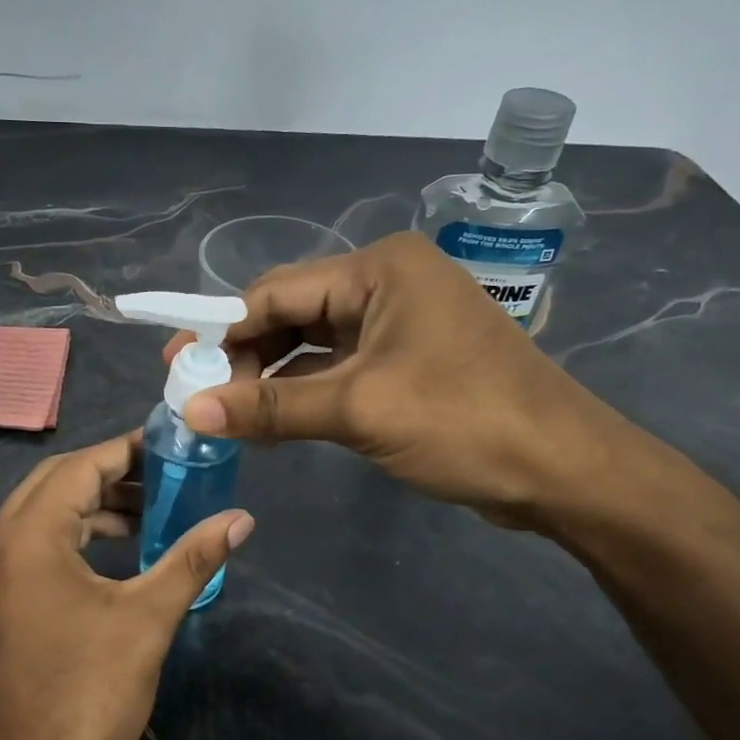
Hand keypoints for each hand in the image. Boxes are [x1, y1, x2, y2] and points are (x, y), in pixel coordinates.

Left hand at [0, 431, 253, 739]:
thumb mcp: (148, 619)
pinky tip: (111, 555)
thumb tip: (241, 518)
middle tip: (161, 477)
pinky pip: (27, 549)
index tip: (167, 447)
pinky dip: (68, 540)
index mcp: (25, 539)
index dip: (124, 452)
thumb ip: (193, 558)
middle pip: (52, 485)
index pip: (77, 469)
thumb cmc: (90, 696)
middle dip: (107, 475)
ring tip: (145, 516)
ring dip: (88, 509)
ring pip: (37, 517)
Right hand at [164, 231, 631, 527]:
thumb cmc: (463, 421)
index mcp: (378, 269)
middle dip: (244, 358)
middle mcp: (386, 284)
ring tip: (226, 416)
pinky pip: (337, 369)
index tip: (175, 366)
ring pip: (312, 345)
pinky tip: (270, 423)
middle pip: (292, 315)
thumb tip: (190, 410)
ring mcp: (398, 323)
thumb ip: (271, 408)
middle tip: (198, 398)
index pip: (277, 292)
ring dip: (271, 380)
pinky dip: (303, 394)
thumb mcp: (358, 410)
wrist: (564, 470)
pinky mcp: (406, 361)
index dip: (220, 330)